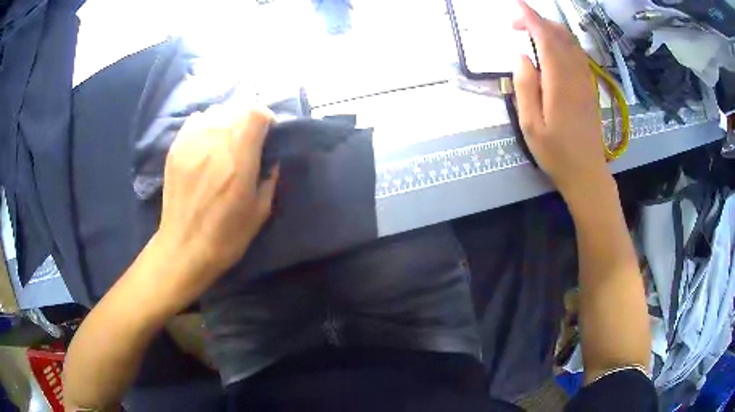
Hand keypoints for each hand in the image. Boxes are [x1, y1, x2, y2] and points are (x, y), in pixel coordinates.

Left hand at [152, 106, 278, 306]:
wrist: (184, 249)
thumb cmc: (226, 237)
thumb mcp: (260, 213)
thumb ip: (270, 179)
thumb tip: (272, 158)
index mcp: (239, 162)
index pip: (255, 114)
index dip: (266, 118)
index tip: (268, 133)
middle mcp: (214, 145)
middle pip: (236, 108)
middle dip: (248, 118)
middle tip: (249, 137)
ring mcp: (191, 145)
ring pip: (215, 111)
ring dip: (227, 119)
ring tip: (227, 138)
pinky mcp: (176, 150)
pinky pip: (195, 120)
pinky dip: (206, 123)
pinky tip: (207, 141)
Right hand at [512, 0, 610, 199]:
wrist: (587, 173)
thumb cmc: (556, 153)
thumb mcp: (530, 124)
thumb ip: (525, 86)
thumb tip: (522, 56)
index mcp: (560, 82)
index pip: (546, 38)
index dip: (531, 18)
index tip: (516, 5)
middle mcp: (576, 75)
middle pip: (561, 35)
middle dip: (539, 21)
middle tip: (517, 24)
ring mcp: (585, 81)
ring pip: (571, 43)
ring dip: (551, 30)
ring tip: (532, 32)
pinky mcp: (589, 88)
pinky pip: (577, 55)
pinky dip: (563, 42)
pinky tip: (552, 48)